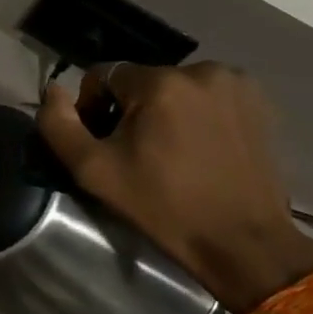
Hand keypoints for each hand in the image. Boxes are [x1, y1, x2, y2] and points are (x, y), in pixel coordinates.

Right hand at [37, 63, 312, 313]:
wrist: (243, 243)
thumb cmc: (163, 207)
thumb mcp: (94, 171)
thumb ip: (59, 125)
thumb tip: (52, 90)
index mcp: (160, 82)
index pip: (103, 75)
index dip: (92, 107)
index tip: (102, 144)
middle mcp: (202, 70)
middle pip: (141, 81)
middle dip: (130, 110)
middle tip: (133, 154)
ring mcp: (237, 85)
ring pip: (175, 88)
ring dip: (163, 111)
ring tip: (168, 153)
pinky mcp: (260, 103)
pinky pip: (208, 97)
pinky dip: (196, 115)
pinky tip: (198, 150)